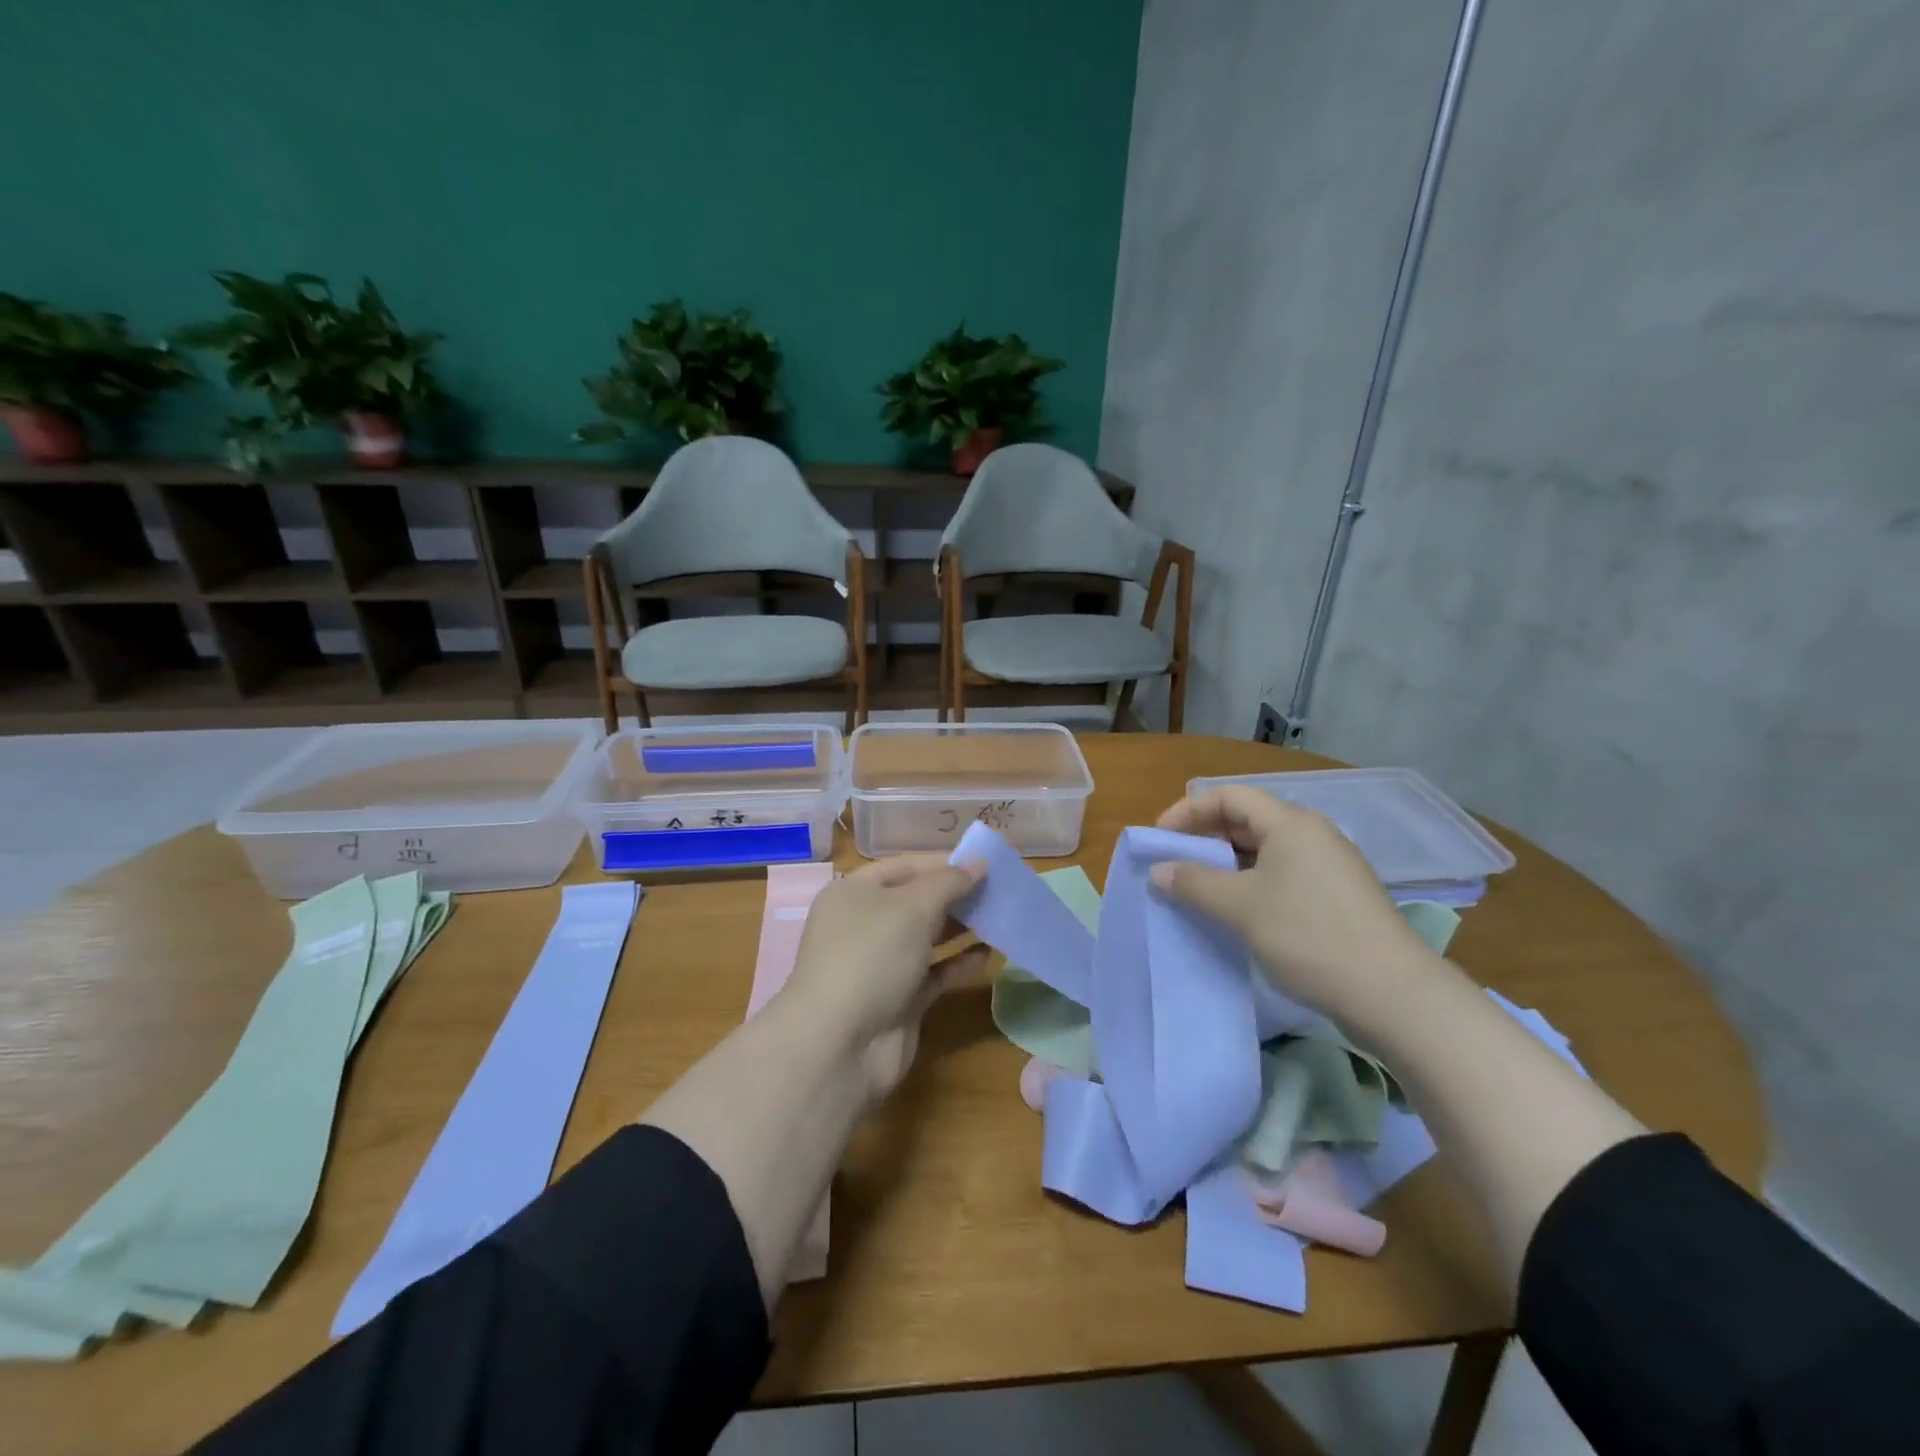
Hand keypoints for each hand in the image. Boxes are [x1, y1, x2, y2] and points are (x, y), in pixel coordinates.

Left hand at [779, 854, 987, 1103]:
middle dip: (956, 895)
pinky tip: (989, 954)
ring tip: (1001, 916)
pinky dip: (960, 963)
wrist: (841, 1045)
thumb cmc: (870, 957)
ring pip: (928, 937)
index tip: (984, 862)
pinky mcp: (900, 999)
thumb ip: (949, 882)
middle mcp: (865, 924)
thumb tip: (978, 863)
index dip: (943, 862)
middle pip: (917, 901)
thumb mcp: (911, 907)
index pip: (904, 867)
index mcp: (854, 893)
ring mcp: (881, 964)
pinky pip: (935, 973)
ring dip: (962, 928)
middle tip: (1000, 889)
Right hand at [1152, 786, 1440, 1025]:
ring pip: (1265, 851)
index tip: (1161, 840)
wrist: (1392, 994)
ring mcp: (1330, 866)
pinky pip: (1284, 875)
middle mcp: (1313, 835)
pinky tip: (1240, 914)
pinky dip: (1252, 884)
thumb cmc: (1308, 936)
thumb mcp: (1240, 908)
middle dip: (1206, 839)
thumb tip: (1159, 871)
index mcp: (1290, 824)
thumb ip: (1194, 883)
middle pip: (1247, 820)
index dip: (1189, 811)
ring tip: (1200, 892)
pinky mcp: (1338, 897)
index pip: (1229, 797)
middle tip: (1176, 866)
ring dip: (1227, 865)